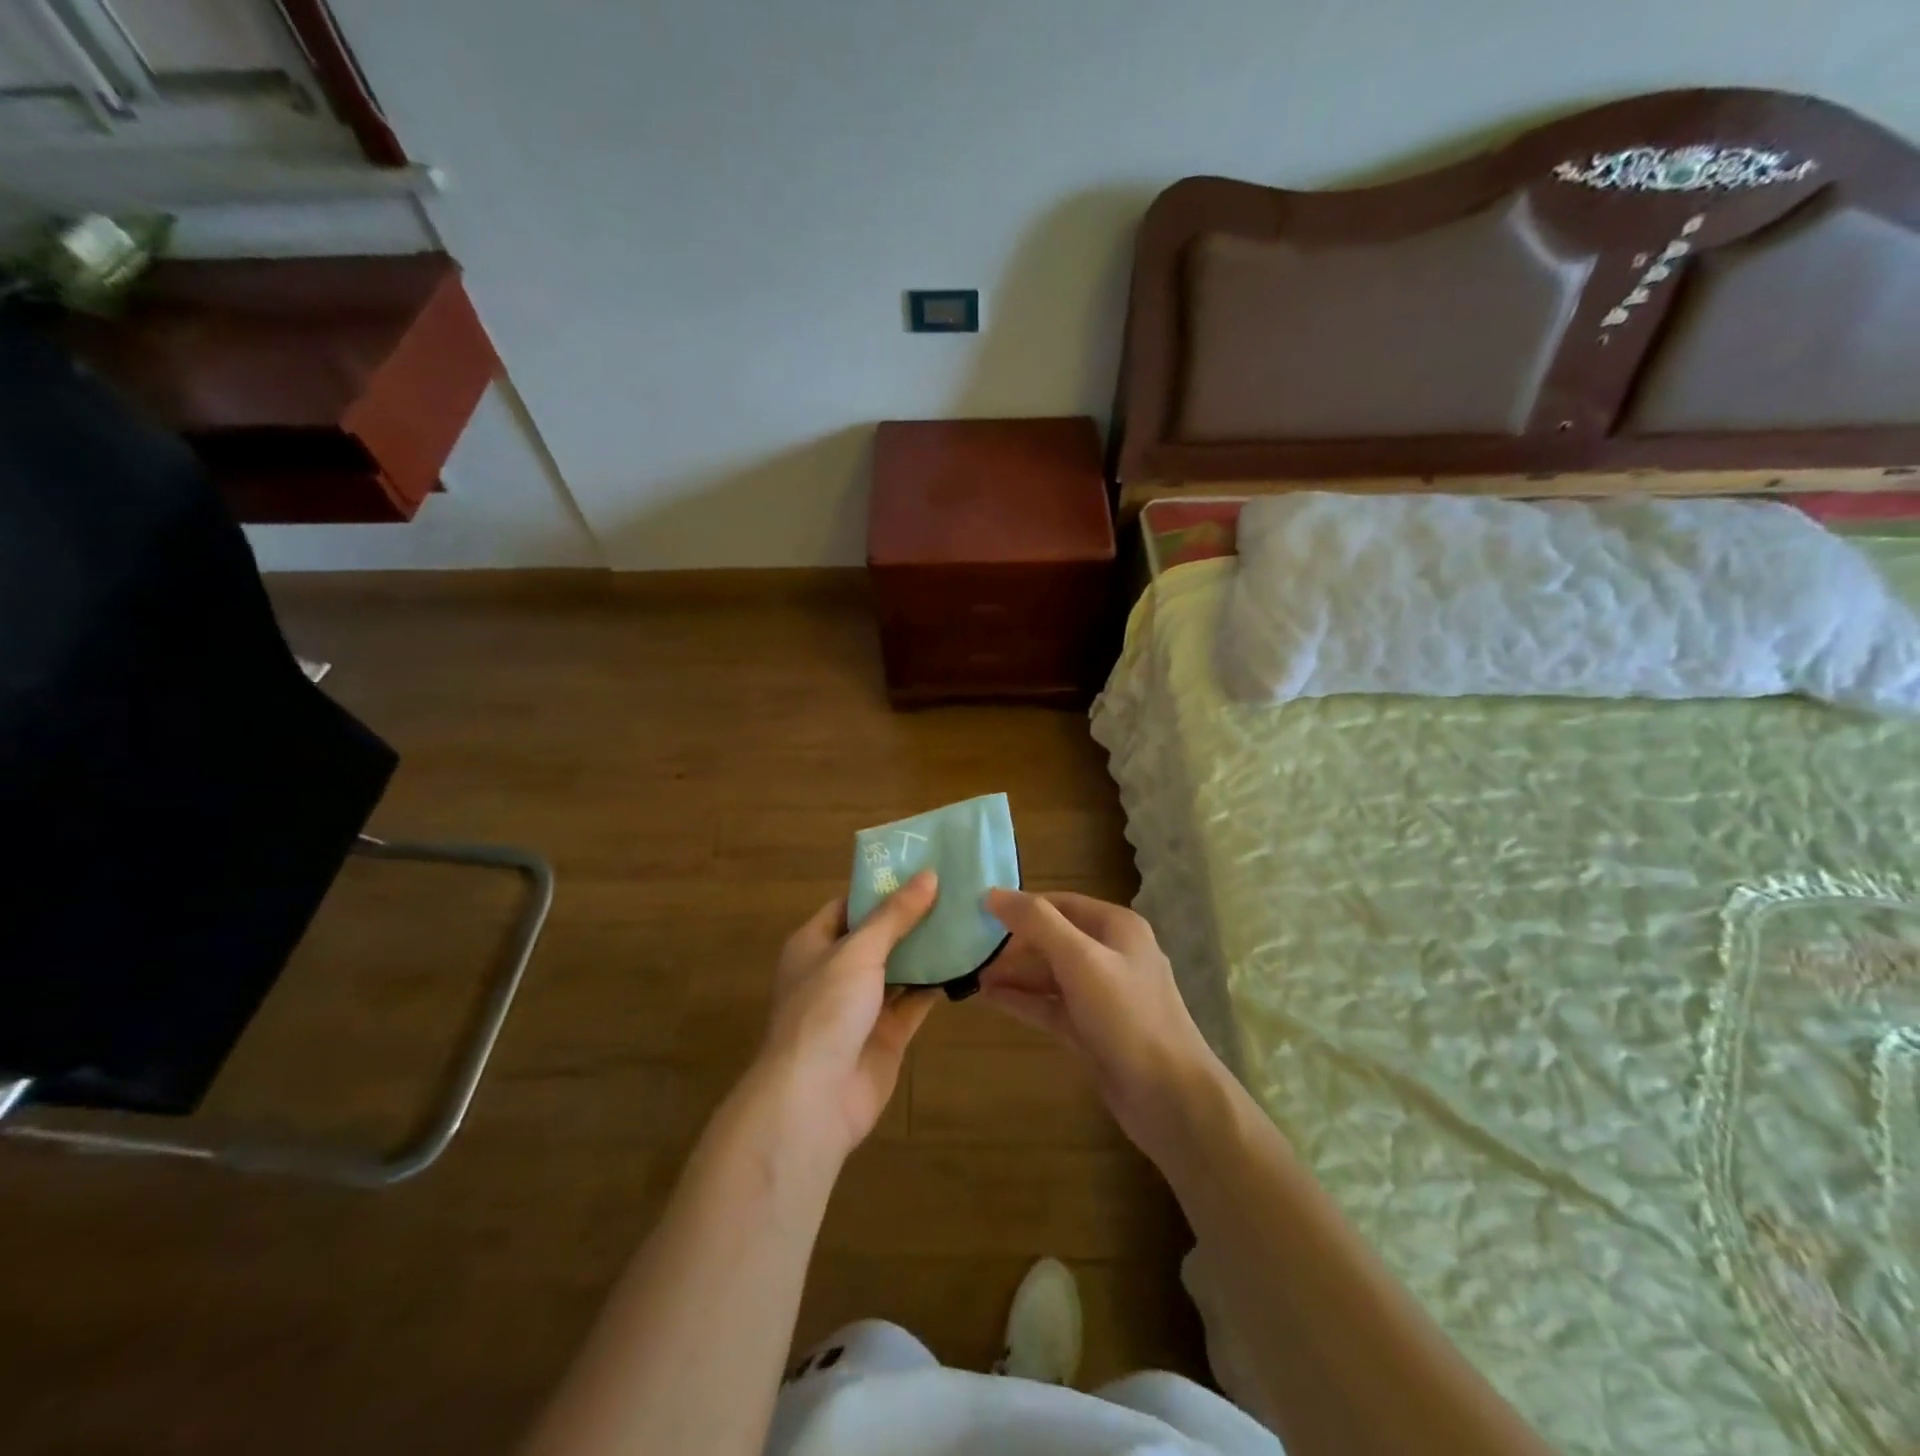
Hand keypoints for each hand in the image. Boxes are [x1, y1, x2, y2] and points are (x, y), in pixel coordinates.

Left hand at [751, 871, 940, 1165]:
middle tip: (955, 889)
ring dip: (927, 949)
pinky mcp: (886, 1034)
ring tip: (967, 918)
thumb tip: (928, 875)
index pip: (850, 905)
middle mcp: (836, 971)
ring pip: (899, 968)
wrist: (815, 1099)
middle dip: (912, 917)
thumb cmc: (825, 1010)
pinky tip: (966, 963)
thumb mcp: (859, 951)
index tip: (921, 868)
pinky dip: (936, 984)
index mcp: (815, 944)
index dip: (882, 887)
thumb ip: (895, 915)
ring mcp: (862, 1005)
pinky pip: (914, 1001)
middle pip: (878, 935)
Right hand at [982, 889, 1225, 1162]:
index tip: (978, 912)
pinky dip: (1023, 1000)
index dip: (1021, 906)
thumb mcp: (1080, 959)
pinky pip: (1051, 1005)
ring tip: (971, 975)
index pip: (1060, 903)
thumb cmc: (1127, 1016)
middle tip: (968, 949)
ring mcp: (1103, 995)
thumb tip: (992, 893)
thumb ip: (1037, 923)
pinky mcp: (1092, 1029)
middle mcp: (1111, 954)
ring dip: (1014, 973)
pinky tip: (990, 998)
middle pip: (1053, 938)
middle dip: (1013, 943)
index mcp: (1117, 928)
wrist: (1169, 1097)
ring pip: (1050, 974)